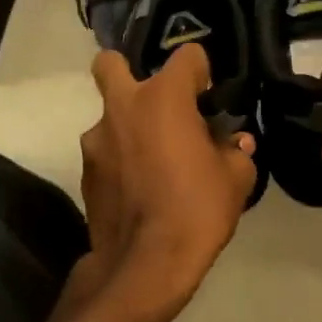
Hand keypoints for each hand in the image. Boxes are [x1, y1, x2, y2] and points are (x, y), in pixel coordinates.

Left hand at [76, 44, 257, 321]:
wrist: (145, 265)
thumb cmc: (197, 209)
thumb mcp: (236, 179)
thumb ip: (236, 151)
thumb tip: (235, 143)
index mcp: (163, 98)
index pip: (186, 56)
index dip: (201, 72)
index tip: (208, 96)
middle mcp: (123, 107)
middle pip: (111, 63)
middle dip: (129, 70)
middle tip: (157, 102)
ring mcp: (97, 140)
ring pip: (109, 114)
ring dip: (128, 125)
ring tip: (153, 158)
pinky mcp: (86, 172)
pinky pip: (106, 150)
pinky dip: (121, 158)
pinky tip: (140, 186)